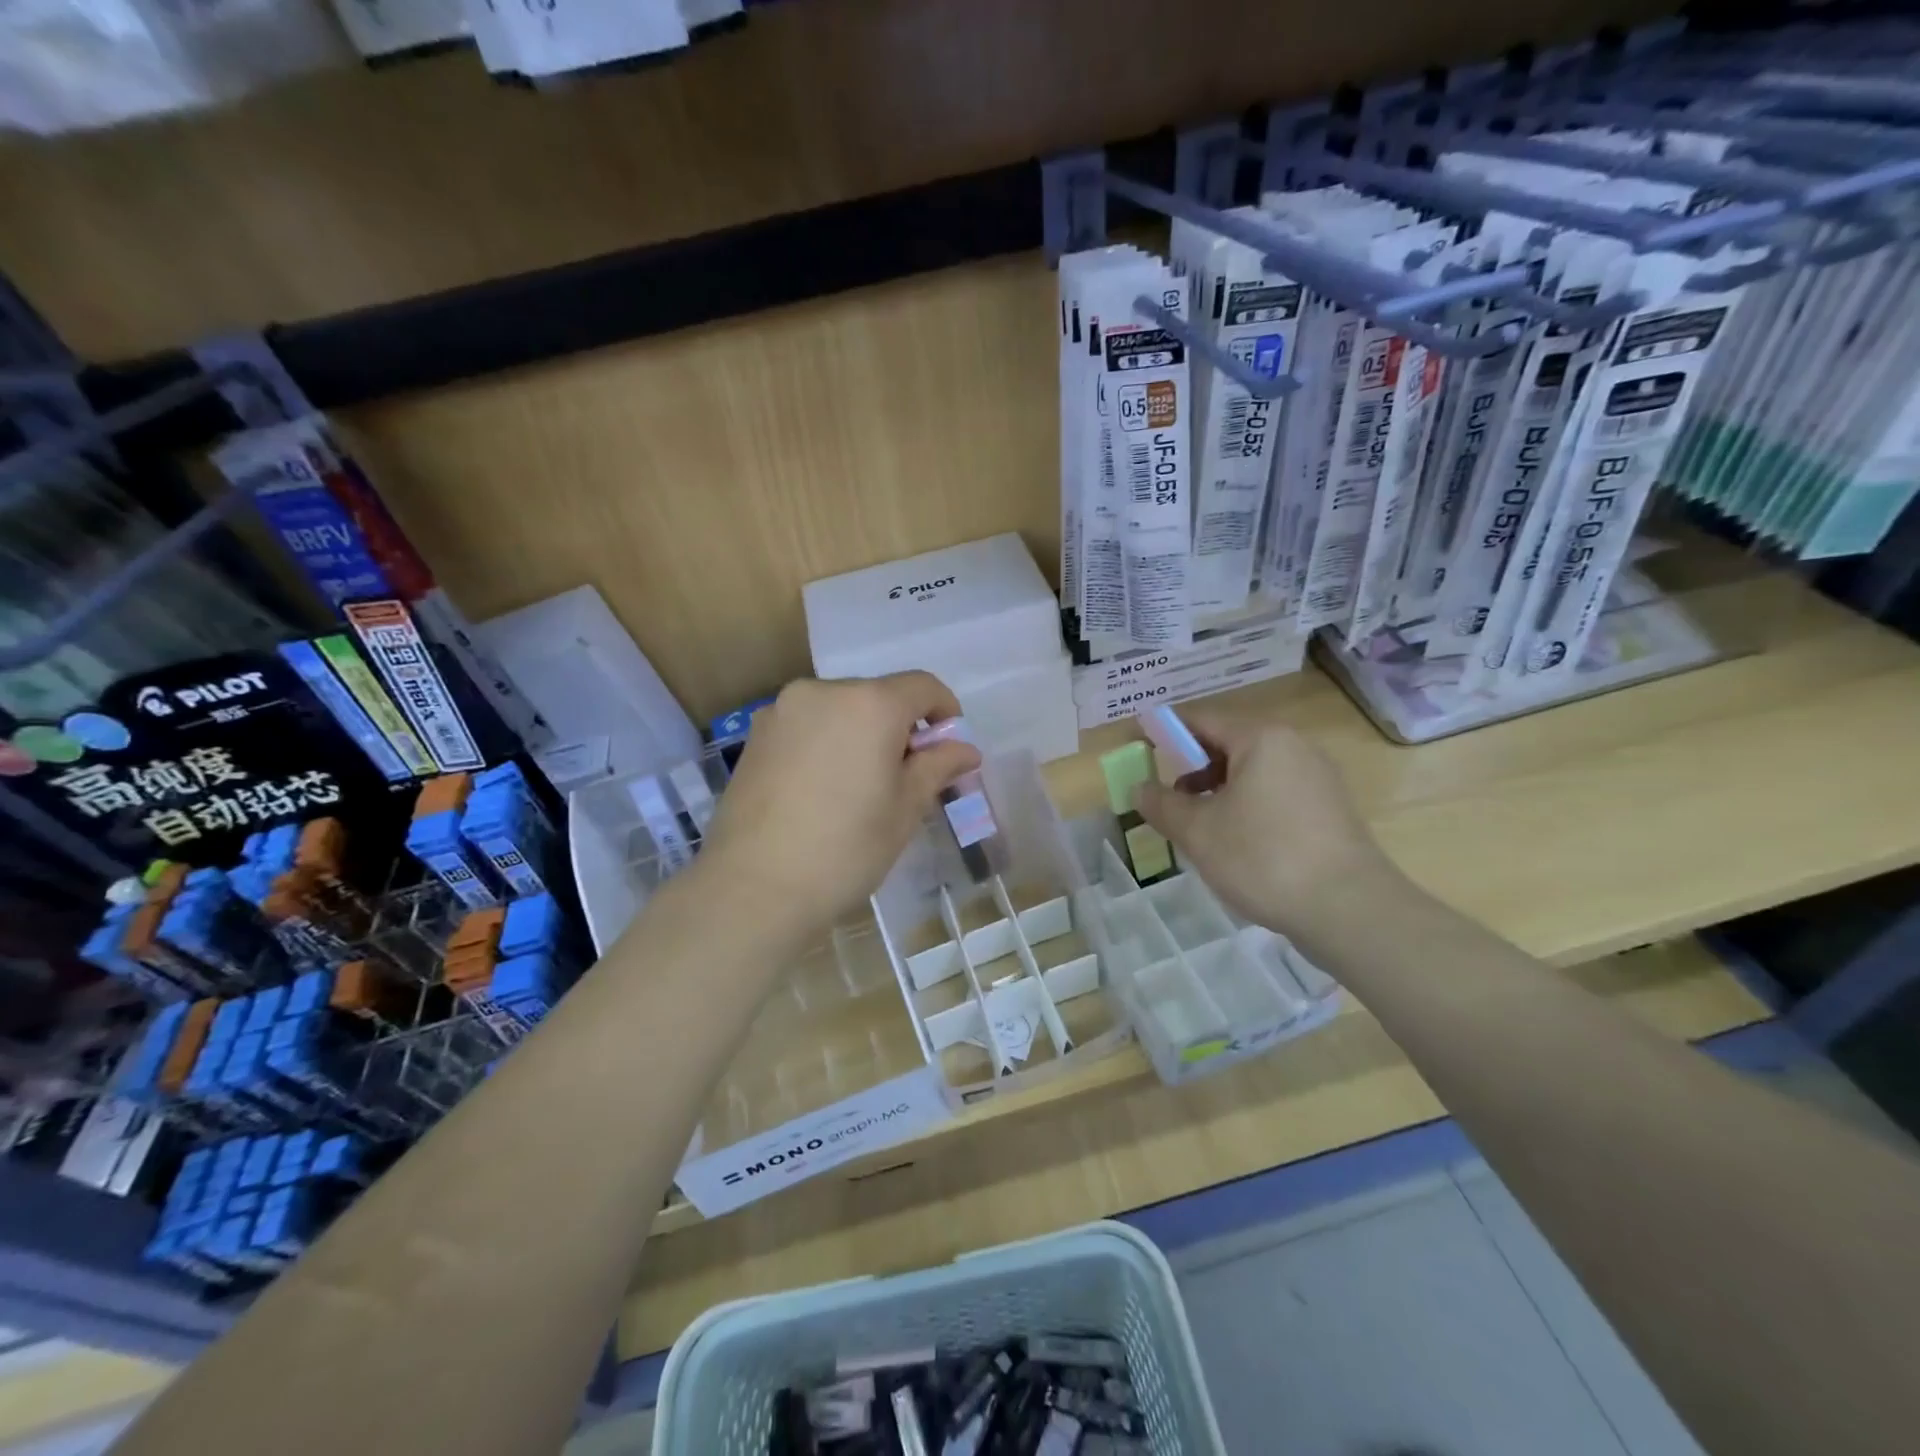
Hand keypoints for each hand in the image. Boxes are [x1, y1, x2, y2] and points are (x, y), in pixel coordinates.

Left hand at [695, 673, 980, 938]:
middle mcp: (824, 692)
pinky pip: (807, 726)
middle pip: (878, 695)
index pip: (922, 686)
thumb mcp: (905, 809)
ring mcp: (782, 711)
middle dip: (900, 727)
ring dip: (861, 734)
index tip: (948, 749)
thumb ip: (937, 767)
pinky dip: (827, 743)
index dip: (945, 711)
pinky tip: (822, 790)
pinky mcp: (756, 735)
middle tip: (906, 777)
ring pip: (840, 710)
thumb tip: (965, 749)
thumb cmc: (846, 848)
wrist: (755, 888)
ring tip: (859, 787)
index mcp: (870, 704)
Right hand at [1135, 711, 1398, 935]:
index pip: (1201, 720)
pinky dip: (1246, 806)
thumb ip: (1162, 804)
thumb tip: (1139, 788)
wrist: (1349, 910)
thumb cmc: (1263, 858)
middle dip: (1191, 768)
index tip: (1137, 746)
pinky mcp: (1329, 809)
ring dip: (1217, 791)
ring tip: (1198, 827)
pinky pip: (1274, 794)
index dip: (1163, 731)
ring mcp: (1317, 778)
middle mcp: (1294, 746)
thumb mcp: (1198, 831)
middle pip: (1228, 744)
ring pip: (1252, 772)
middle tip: (1166, 798)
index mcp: (1261, 739)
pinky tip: (1236, 843)